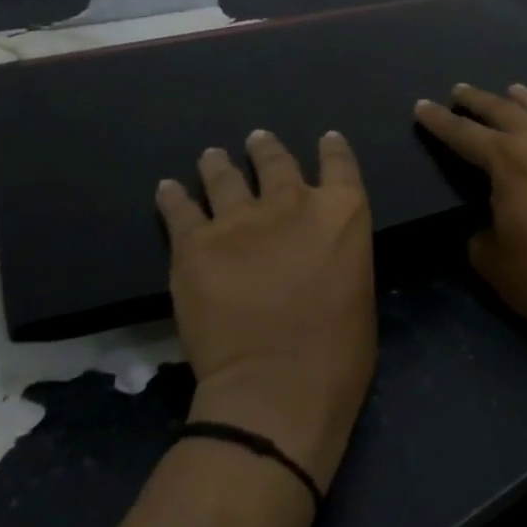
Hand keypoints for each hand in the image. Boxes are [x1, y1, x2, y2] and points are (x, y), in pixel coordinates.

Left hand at [157, 131, 376, 493]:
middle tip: (257, 141)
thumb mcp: (358, 293)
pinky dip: (173, 196)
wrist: (276, 387)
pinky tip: (167, 189)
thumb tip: (319, 255)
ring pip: (224, 176)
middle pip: (276, 161)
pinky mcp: (195, 243)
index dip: (332, 149)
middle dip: (266, 149)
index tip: (326, 140)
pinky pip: (180, 209)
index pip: (340, 164)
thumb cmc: (336, 355)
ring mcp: (239, 219)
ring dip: (219, 164)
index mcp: (341, 214)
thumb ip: (338, 257)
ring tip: (212, 157)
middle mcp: (291, 202)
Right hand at [412, 83, 526, 353]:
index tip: (422, 105)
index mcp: (507, 162)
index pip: (463, 133)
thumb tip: (491, 212)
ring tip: (510, 91)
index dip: (439, 120)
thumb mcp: (490, 259)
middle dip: (476, 100)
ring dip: (522, 100)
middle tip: (460, 91)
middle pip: (503, 110)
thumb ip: (480, 224)